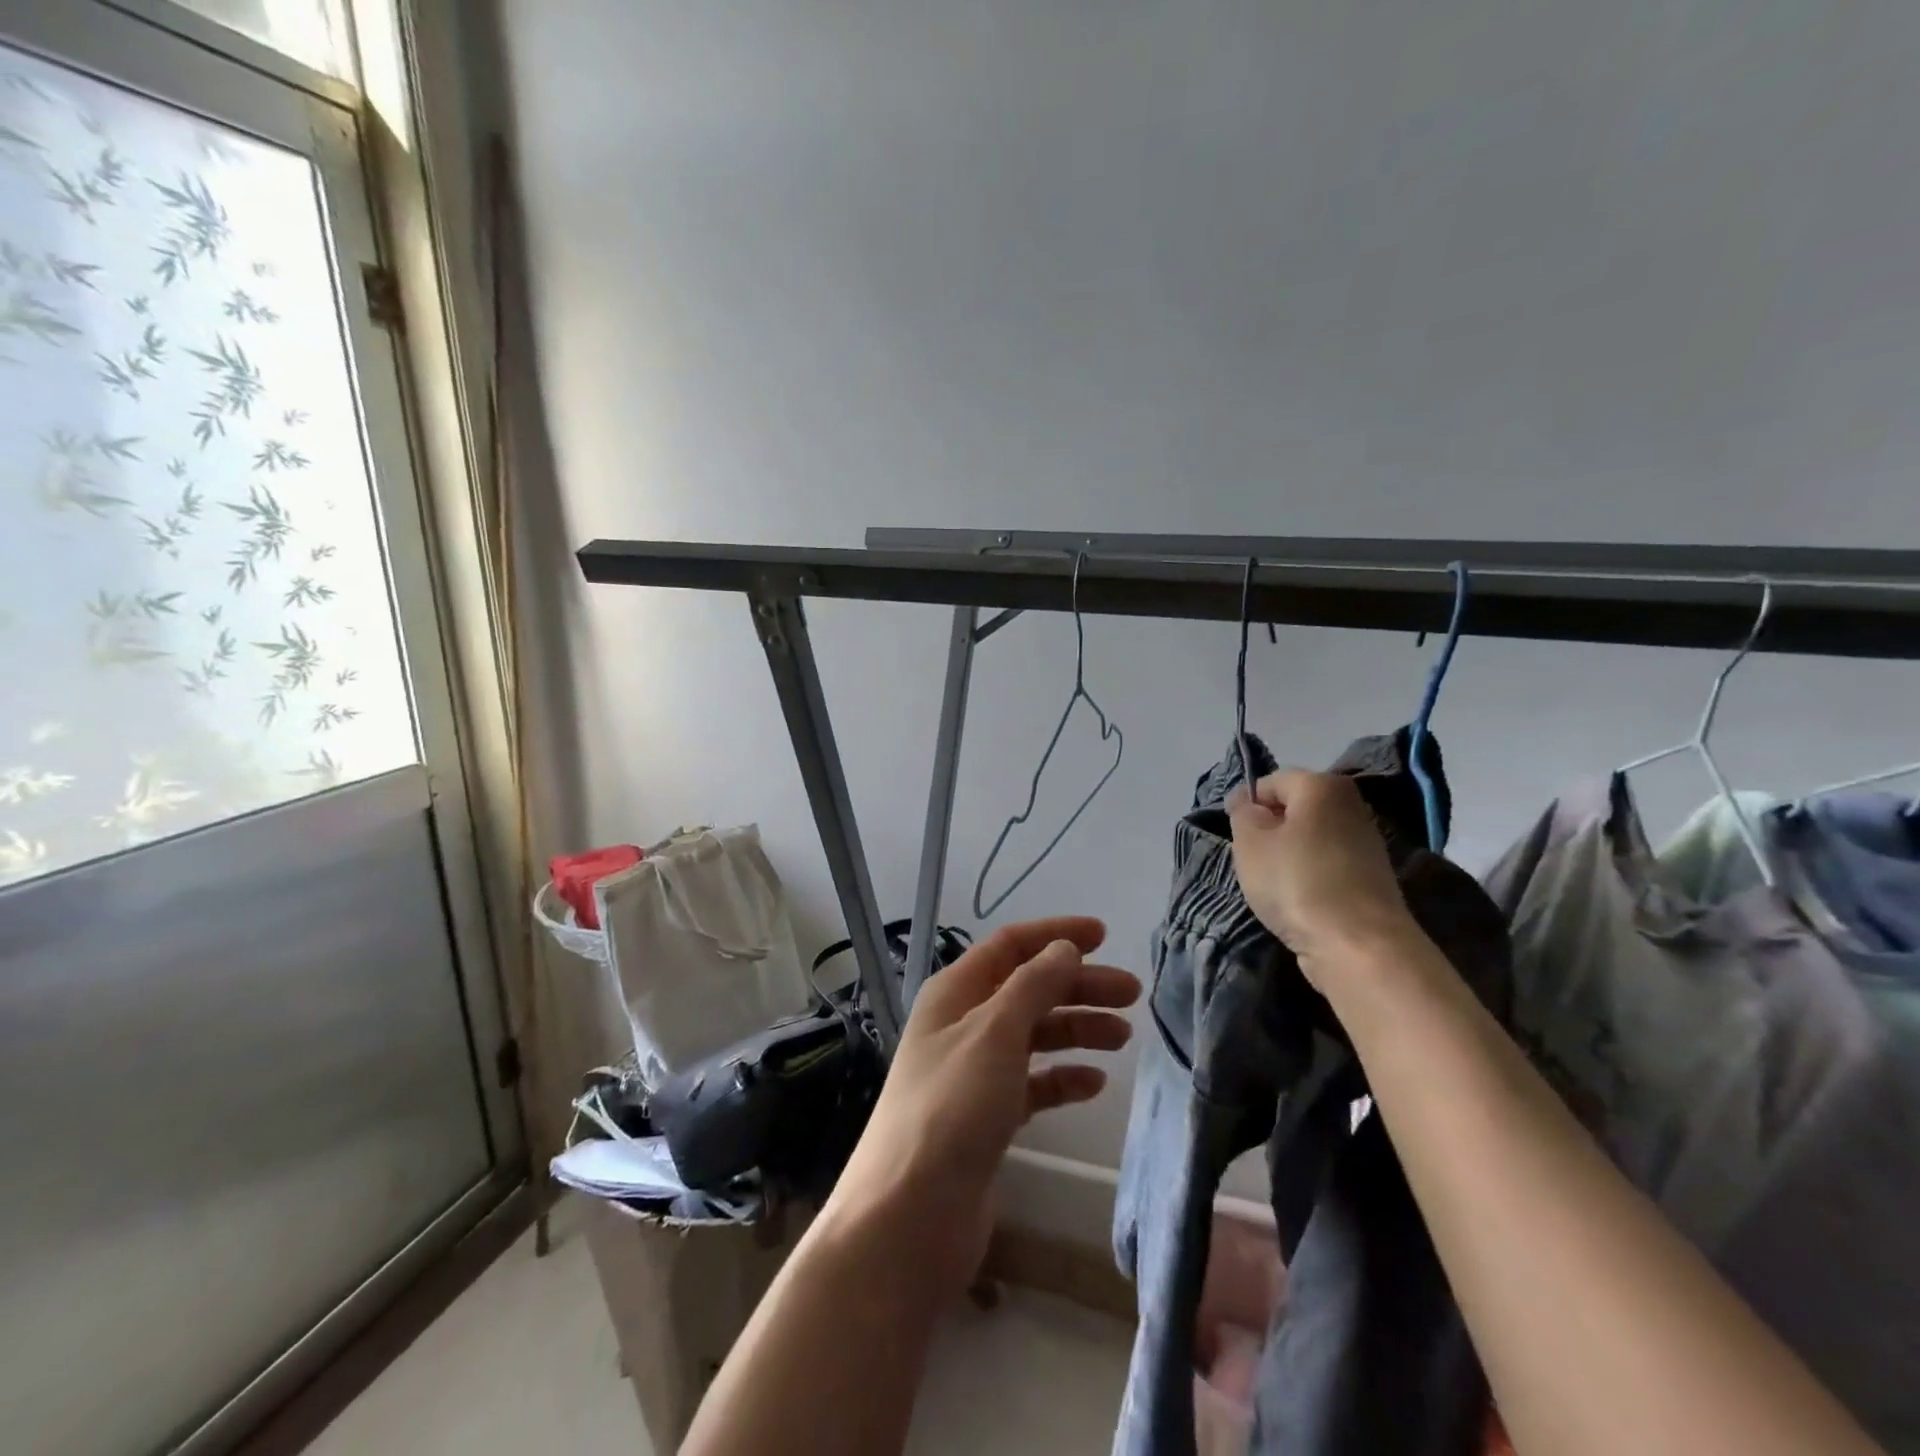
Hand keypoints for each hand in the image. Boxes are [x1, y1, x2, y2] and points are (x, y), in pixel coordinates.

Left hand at [827, 917, 1139, 1298]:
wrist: (911, 1215)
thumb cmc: (952, 1108)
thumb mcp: (995, 1033)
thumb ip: (1033, 985)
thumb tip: (1064, 948)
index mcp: (955, 993)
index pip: (1010, 946)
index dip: (1055, 935)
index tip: (1104, 935)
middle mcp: (963, 1025)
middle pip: (1028, 989)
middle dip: (1078, 986)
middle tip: (1132, 994)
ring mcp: (974, 1073)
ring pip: (1034, 1035)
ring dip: (1076, 1030)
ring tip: (1123, 1037)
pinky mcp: (987, 1118)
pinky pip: (1032, 1084)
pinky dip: (1062, 1078)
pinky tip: (1093, 1085)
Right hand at [1226, 770, 1418, 989]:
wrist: (1359, 945)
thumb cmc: (1296, 882)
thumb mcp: (1250, 842)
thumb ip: (1242, 813)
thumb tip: (1247, 801)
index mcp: (1322, 785)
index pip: (1271, 781)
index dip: (1246, 804)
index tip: (1233, 835)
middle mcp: (1350, 804)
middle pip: (1294, 808)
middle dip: (1269, 829)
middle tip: (1250, 859)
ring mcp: (1366, 841)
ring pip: (1310, 837)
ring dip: (1288, 854)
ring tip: (1273, 883)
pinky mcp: (1372, 875)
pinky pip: (1327, 863)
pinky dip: (1309, 875)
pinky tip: (1298, 898)